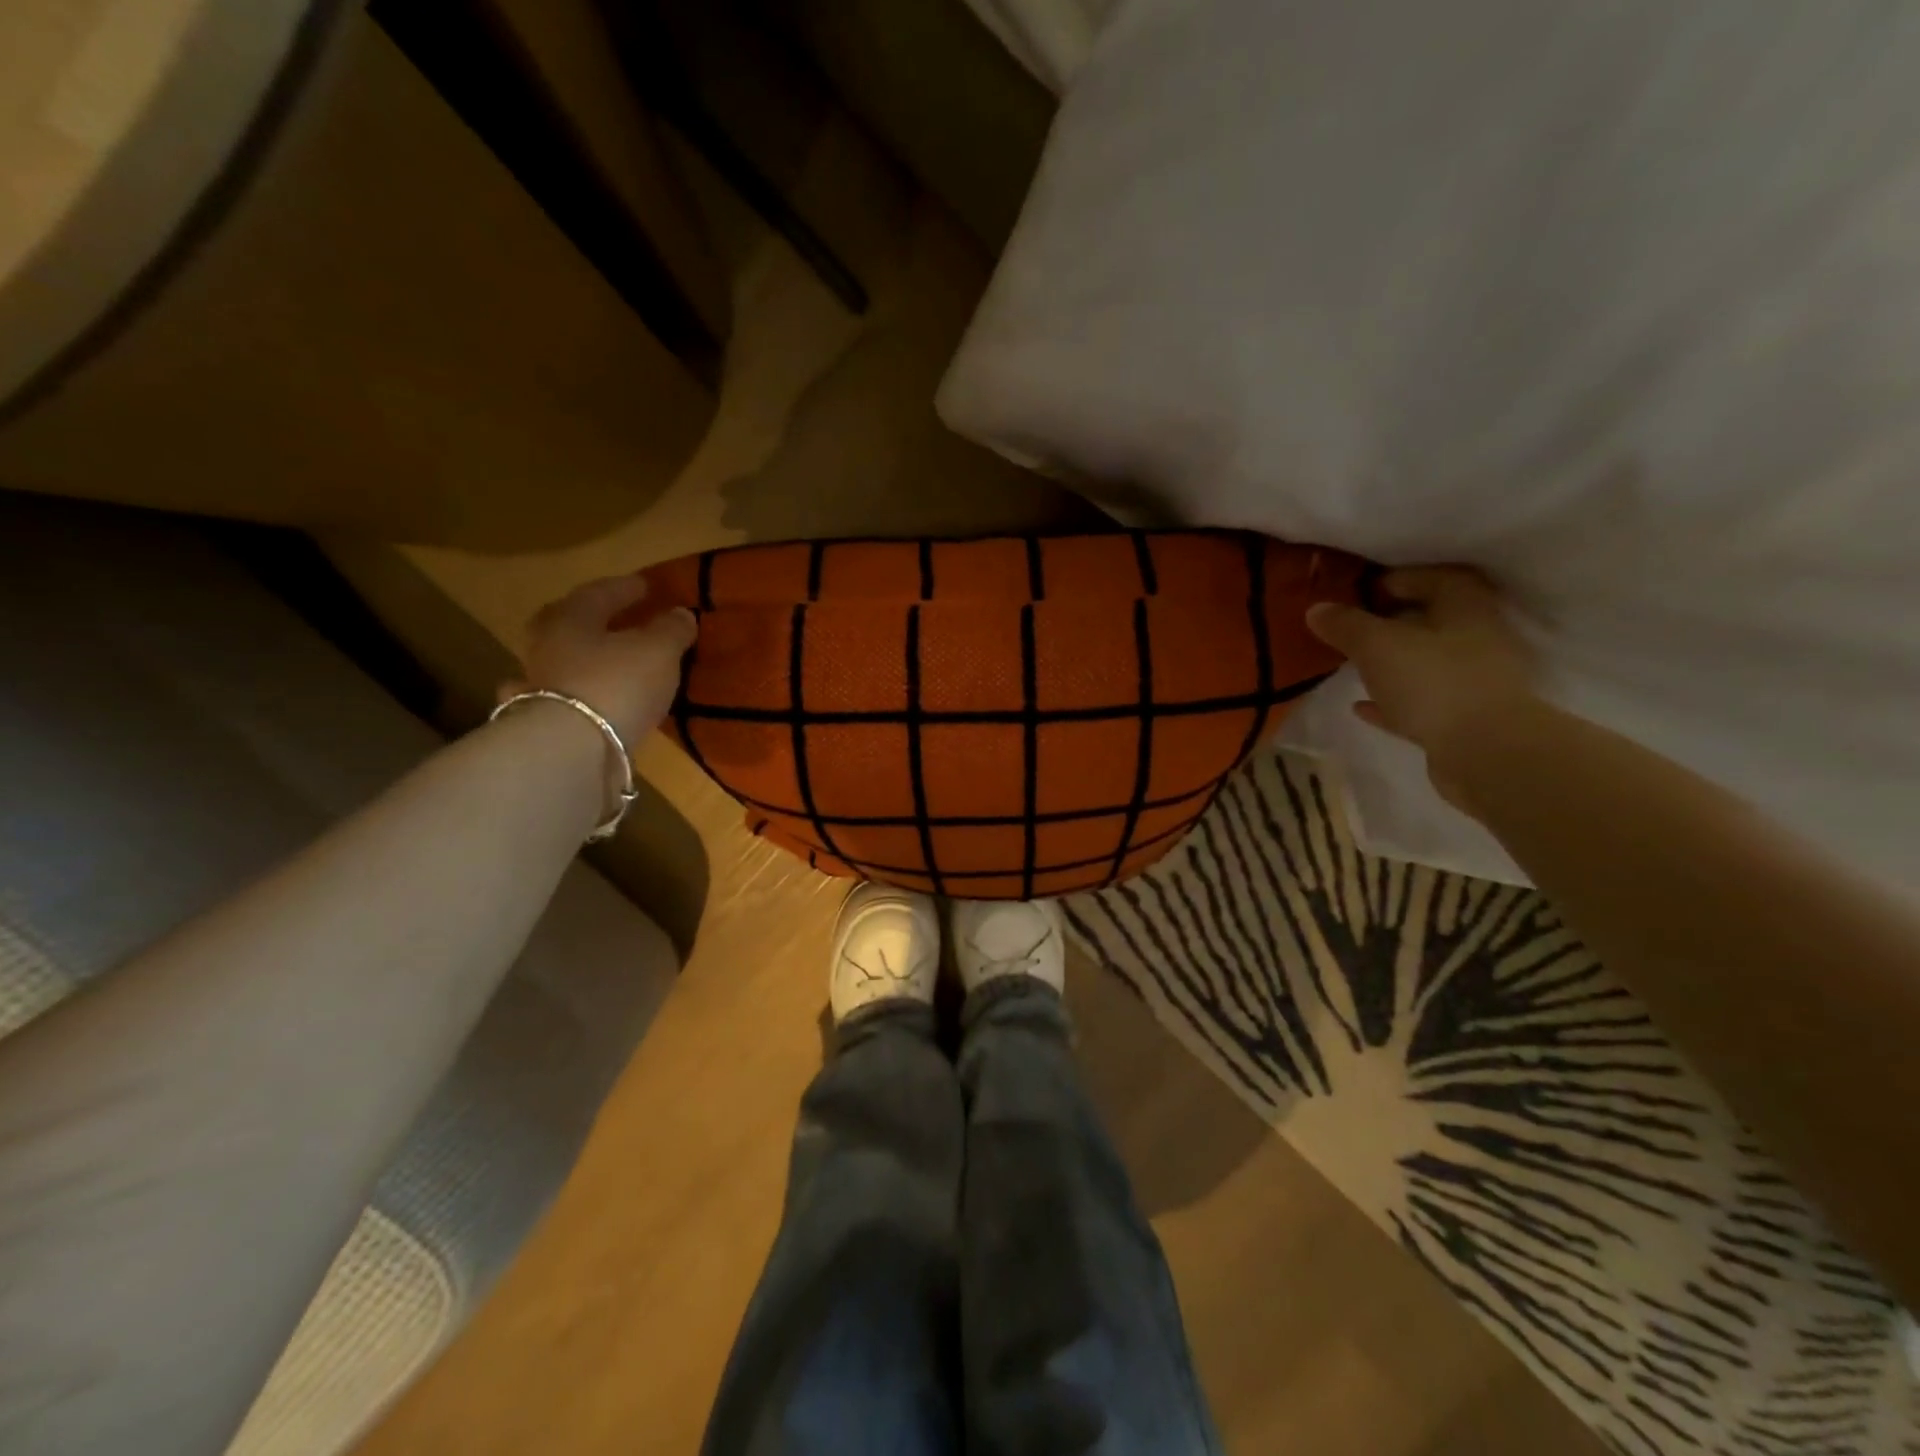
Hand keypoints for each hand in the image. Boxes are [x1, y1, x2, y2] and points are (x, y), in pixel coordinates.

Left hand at [501, 576, 697, 746]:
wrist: (572, 750)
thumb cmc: (617, 683)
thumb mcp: (658, 650)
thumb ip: (670, 629)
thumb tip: (680, 613)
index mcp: (571, 618)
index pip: (599, 593)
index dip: (626, 588)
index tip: (646, 586)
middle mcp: (546, 645)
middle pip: (571, 624)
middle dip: (596, 620)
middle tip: (619, 620)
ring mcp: (537, 685)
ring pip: (563, 661)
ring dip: (584, 658)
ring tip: (610, 662)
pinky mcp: (541, 722)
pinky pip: (563, 698)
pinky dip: (578, 696)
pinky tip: (590, 701)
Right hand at [1305, 567, 1537, 809]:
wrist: (1485, 752)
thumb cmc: (1434, 681)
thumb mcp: (1377, 645)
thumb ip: (1345, 625)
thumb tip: (1316, 608)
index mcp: (1466, 608)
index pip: (1435, 578)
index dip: (1398, 579)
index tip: (1360, 590)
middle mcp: (1476, 639)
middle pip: (1431, 621)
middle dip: (1392, 622)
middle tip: (1351, 627)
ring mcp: (1473, 682)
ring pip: (1425, 662)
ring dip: (1391, 663)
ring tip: (1352, 665)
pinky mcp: (1462, 719)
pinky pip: (1420, 702)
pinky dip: (1392, 700)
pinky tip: (1361, 706)